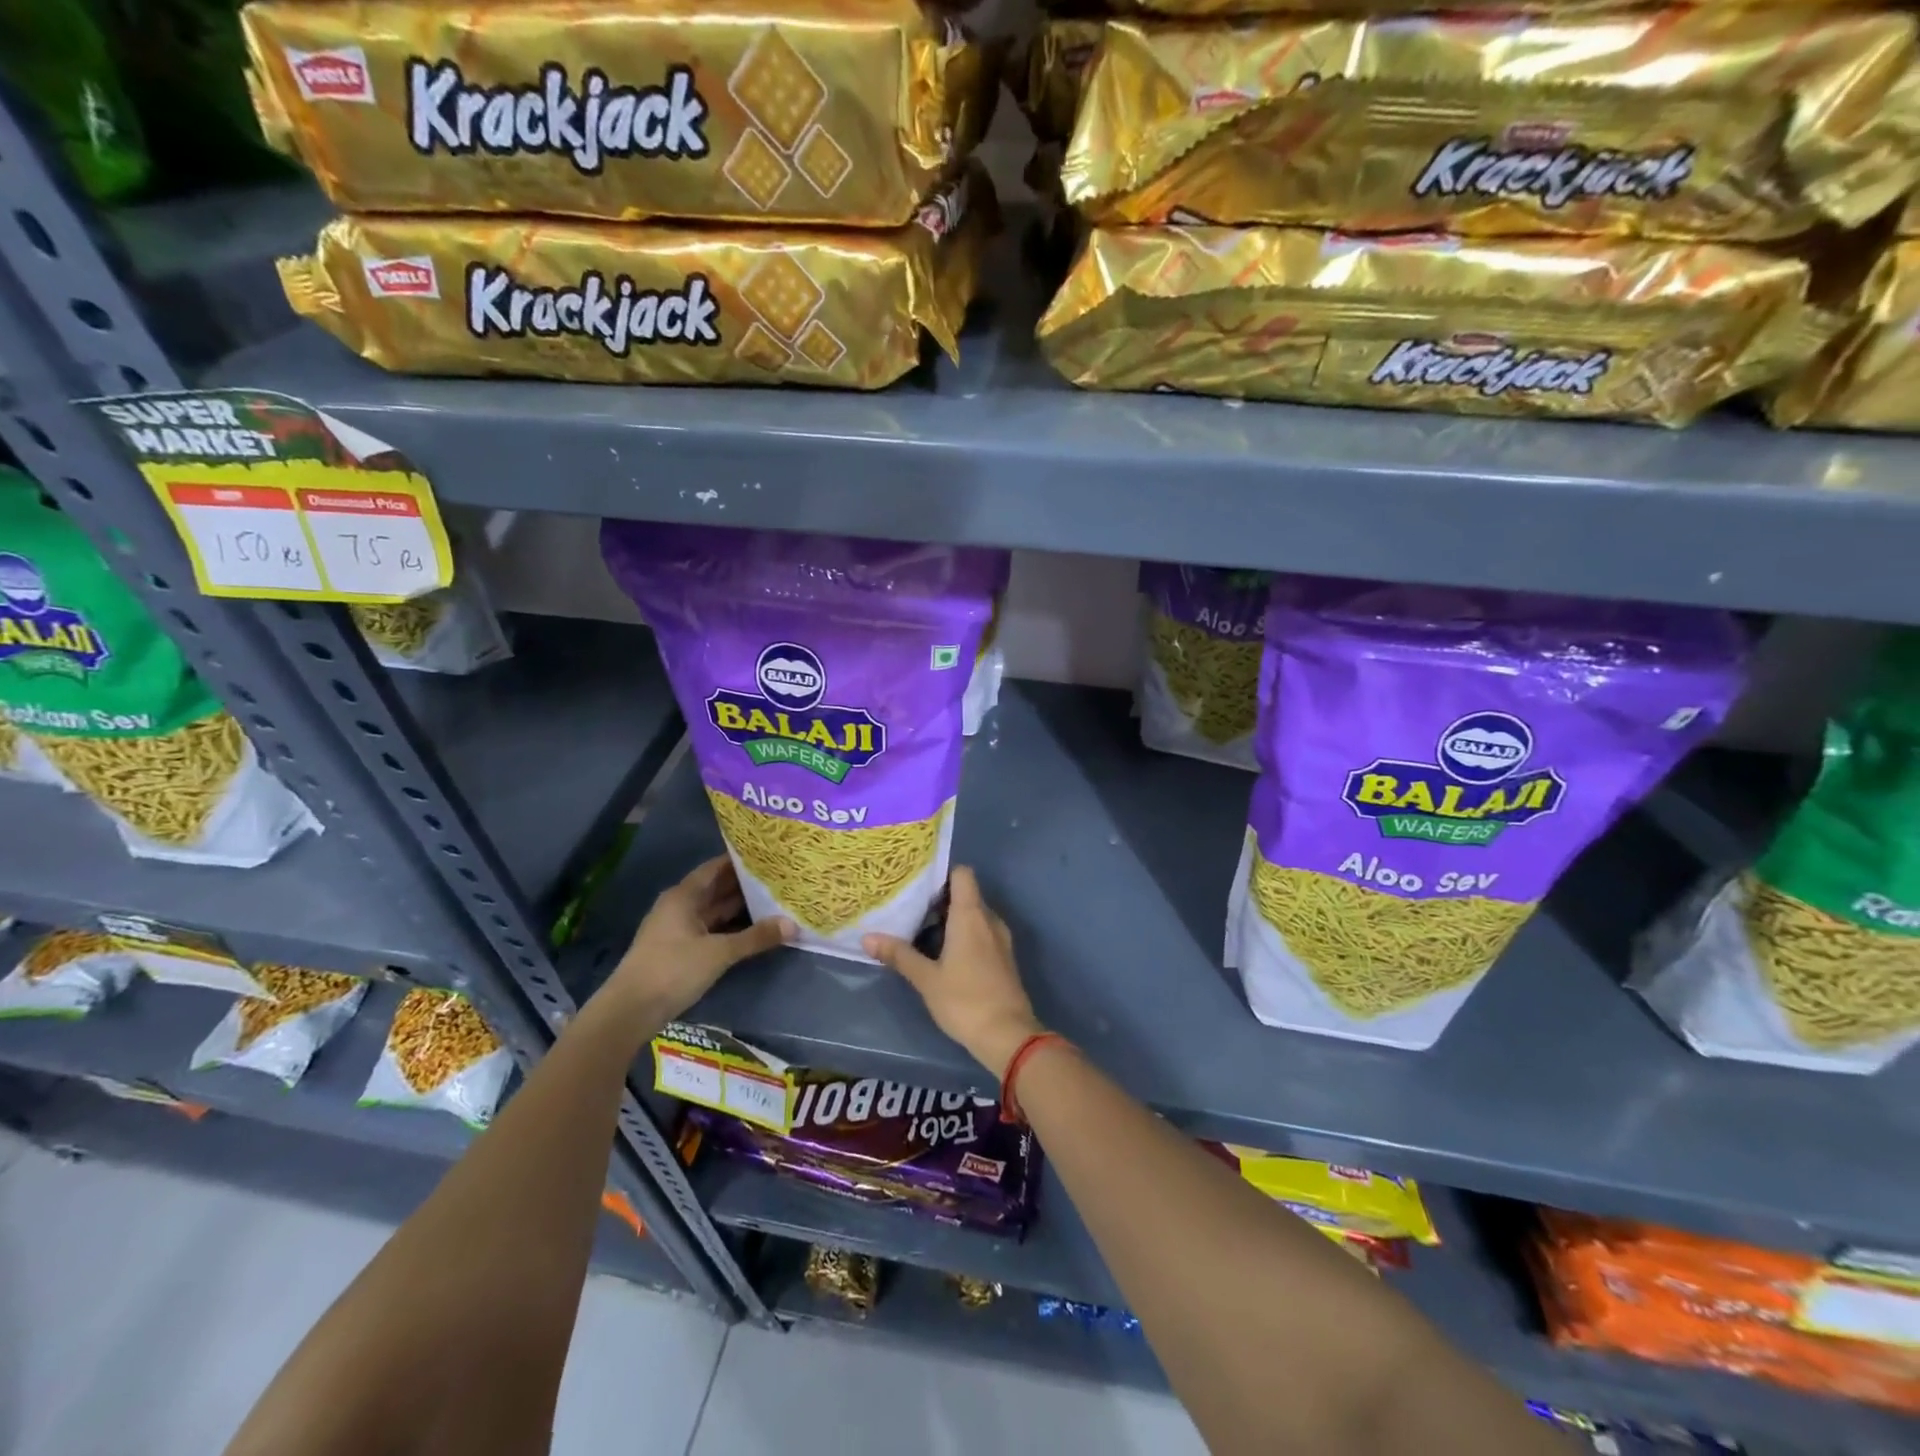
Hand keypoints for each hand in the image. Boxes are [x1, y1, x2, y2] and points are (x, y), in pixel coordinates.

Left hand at [608, 856, 794, 1020]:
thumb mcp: (719, 953)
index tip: (769, 855)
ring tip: (774, 900)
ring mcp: (678, 929)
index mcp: (684, 896)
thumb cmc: (673, 970)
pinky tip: (754, 929)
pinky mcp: (680, 950)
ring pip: (714, 911)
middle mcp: (680, 906)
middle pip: (716, 888)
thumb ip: (755, 937)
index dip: (741, 860)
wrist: (630, 1011)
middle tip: (779, 878)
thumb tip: (792, 924)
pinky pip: (711, 929)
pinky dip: (731, 928)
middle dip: (745, 885)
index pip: (716, 867)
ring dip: (740, 908)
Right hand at [864, 867, 1043, 1079]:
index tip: (918, 883)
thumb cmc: (965, 1000)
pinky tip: (943, 953)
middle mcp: (989, 919)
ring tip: (921, 929)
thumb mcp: (926, 978)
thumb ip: (899, 955)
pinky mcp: (1004, 957)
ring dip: (951, 919)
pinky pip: (982, 933)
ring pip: (974, 915)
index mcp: (971, 915)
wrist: (1008, 1035)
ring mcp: (1000, 938)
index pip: (962, 874)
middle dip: (940, 898)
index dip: (942, 873)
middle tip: (910, 908)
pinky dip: (964, 934)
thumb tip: (867, 937)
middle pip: (966, 894)